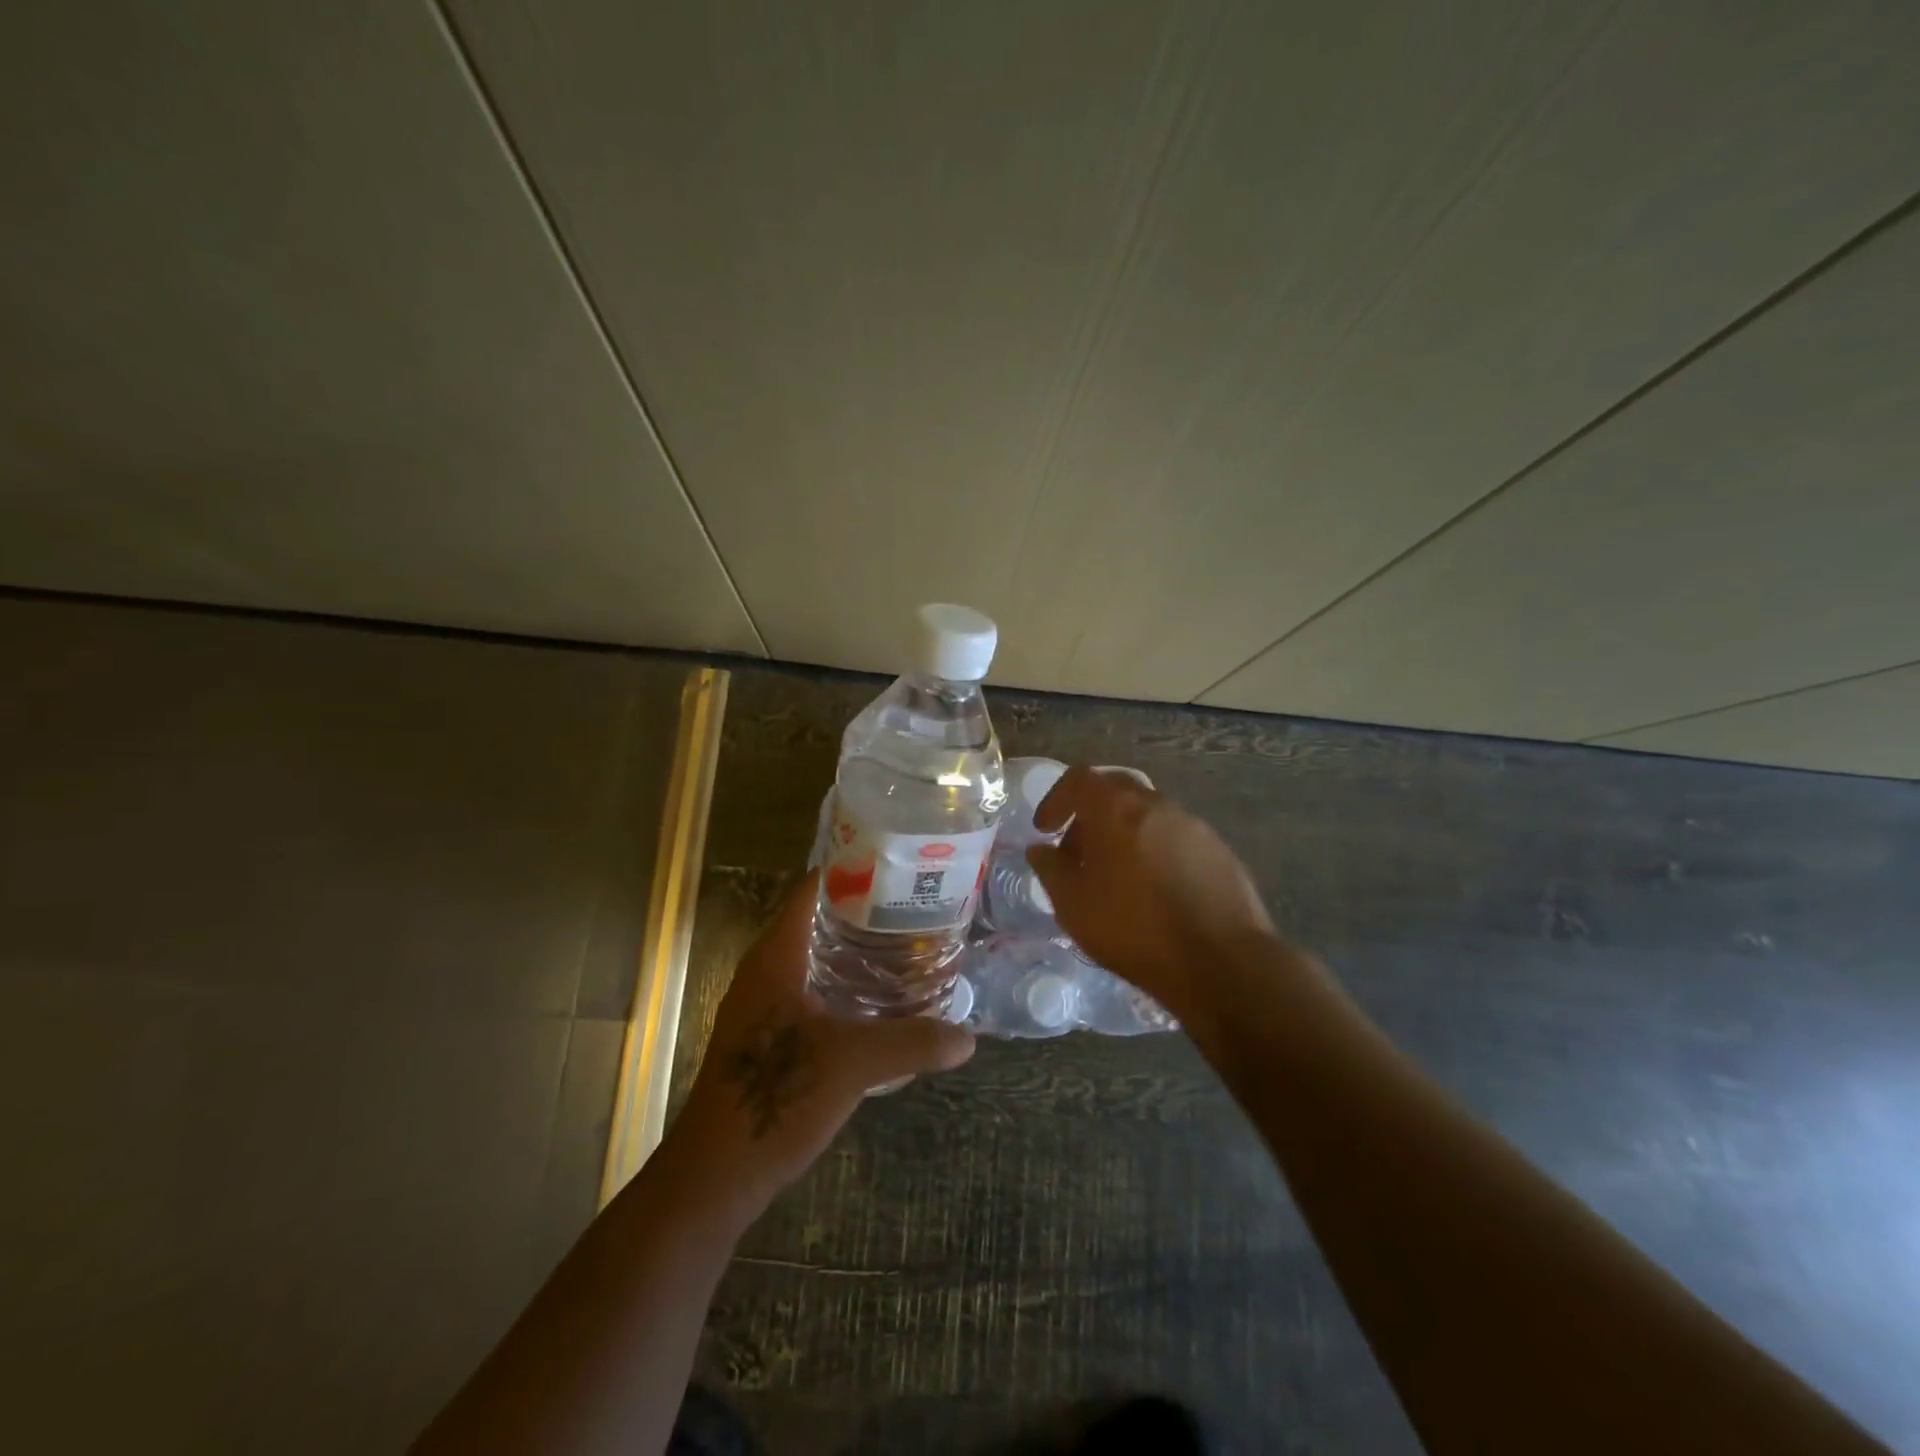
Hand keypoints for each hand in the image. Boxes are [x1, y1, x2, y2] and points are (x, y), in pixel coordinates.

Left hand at [669, 871, 975, 1221]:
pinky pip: (812, 991)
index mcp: (776, 957)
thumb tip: (968, 1038)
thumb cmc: (777, 1097)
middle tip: (916, 908)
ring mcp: (764, 1005)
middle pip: (818, 921)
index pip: (812, 890)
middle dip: (864, 912)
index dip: (853, 871)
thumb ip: (913, 1043)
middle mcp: (766, 971)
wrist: (717, 1176)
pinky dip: (844, 985)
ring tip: (908, 947)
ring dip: (855, 951)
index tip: (899, 867)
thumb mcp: (853, 1065)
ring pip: (815, 959)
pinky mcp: (769, 1036)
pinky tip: (880, 1001)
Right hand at [1026, 766, 1275, 1026]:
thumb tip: (1041, 850)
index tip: (1045, 830)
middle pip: (1115, 791)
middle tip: (1077, 852)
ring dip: (1123, 833)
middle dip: (1089, 815)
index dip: (1056, 800)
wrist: (1221, 962)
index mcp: (1117, 807)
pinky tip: (1153, 890)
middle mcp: (1156, 803)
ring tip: (1114, 876)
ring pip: (1147, 814)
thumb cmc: (1134, 929)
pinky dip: (1153, 850)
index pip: (1078, 779)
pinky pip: (1174, 837)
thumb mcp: (1073, 905)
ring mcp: (1193, 825)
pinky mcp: (1219, 850)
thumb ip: (1050, 869)